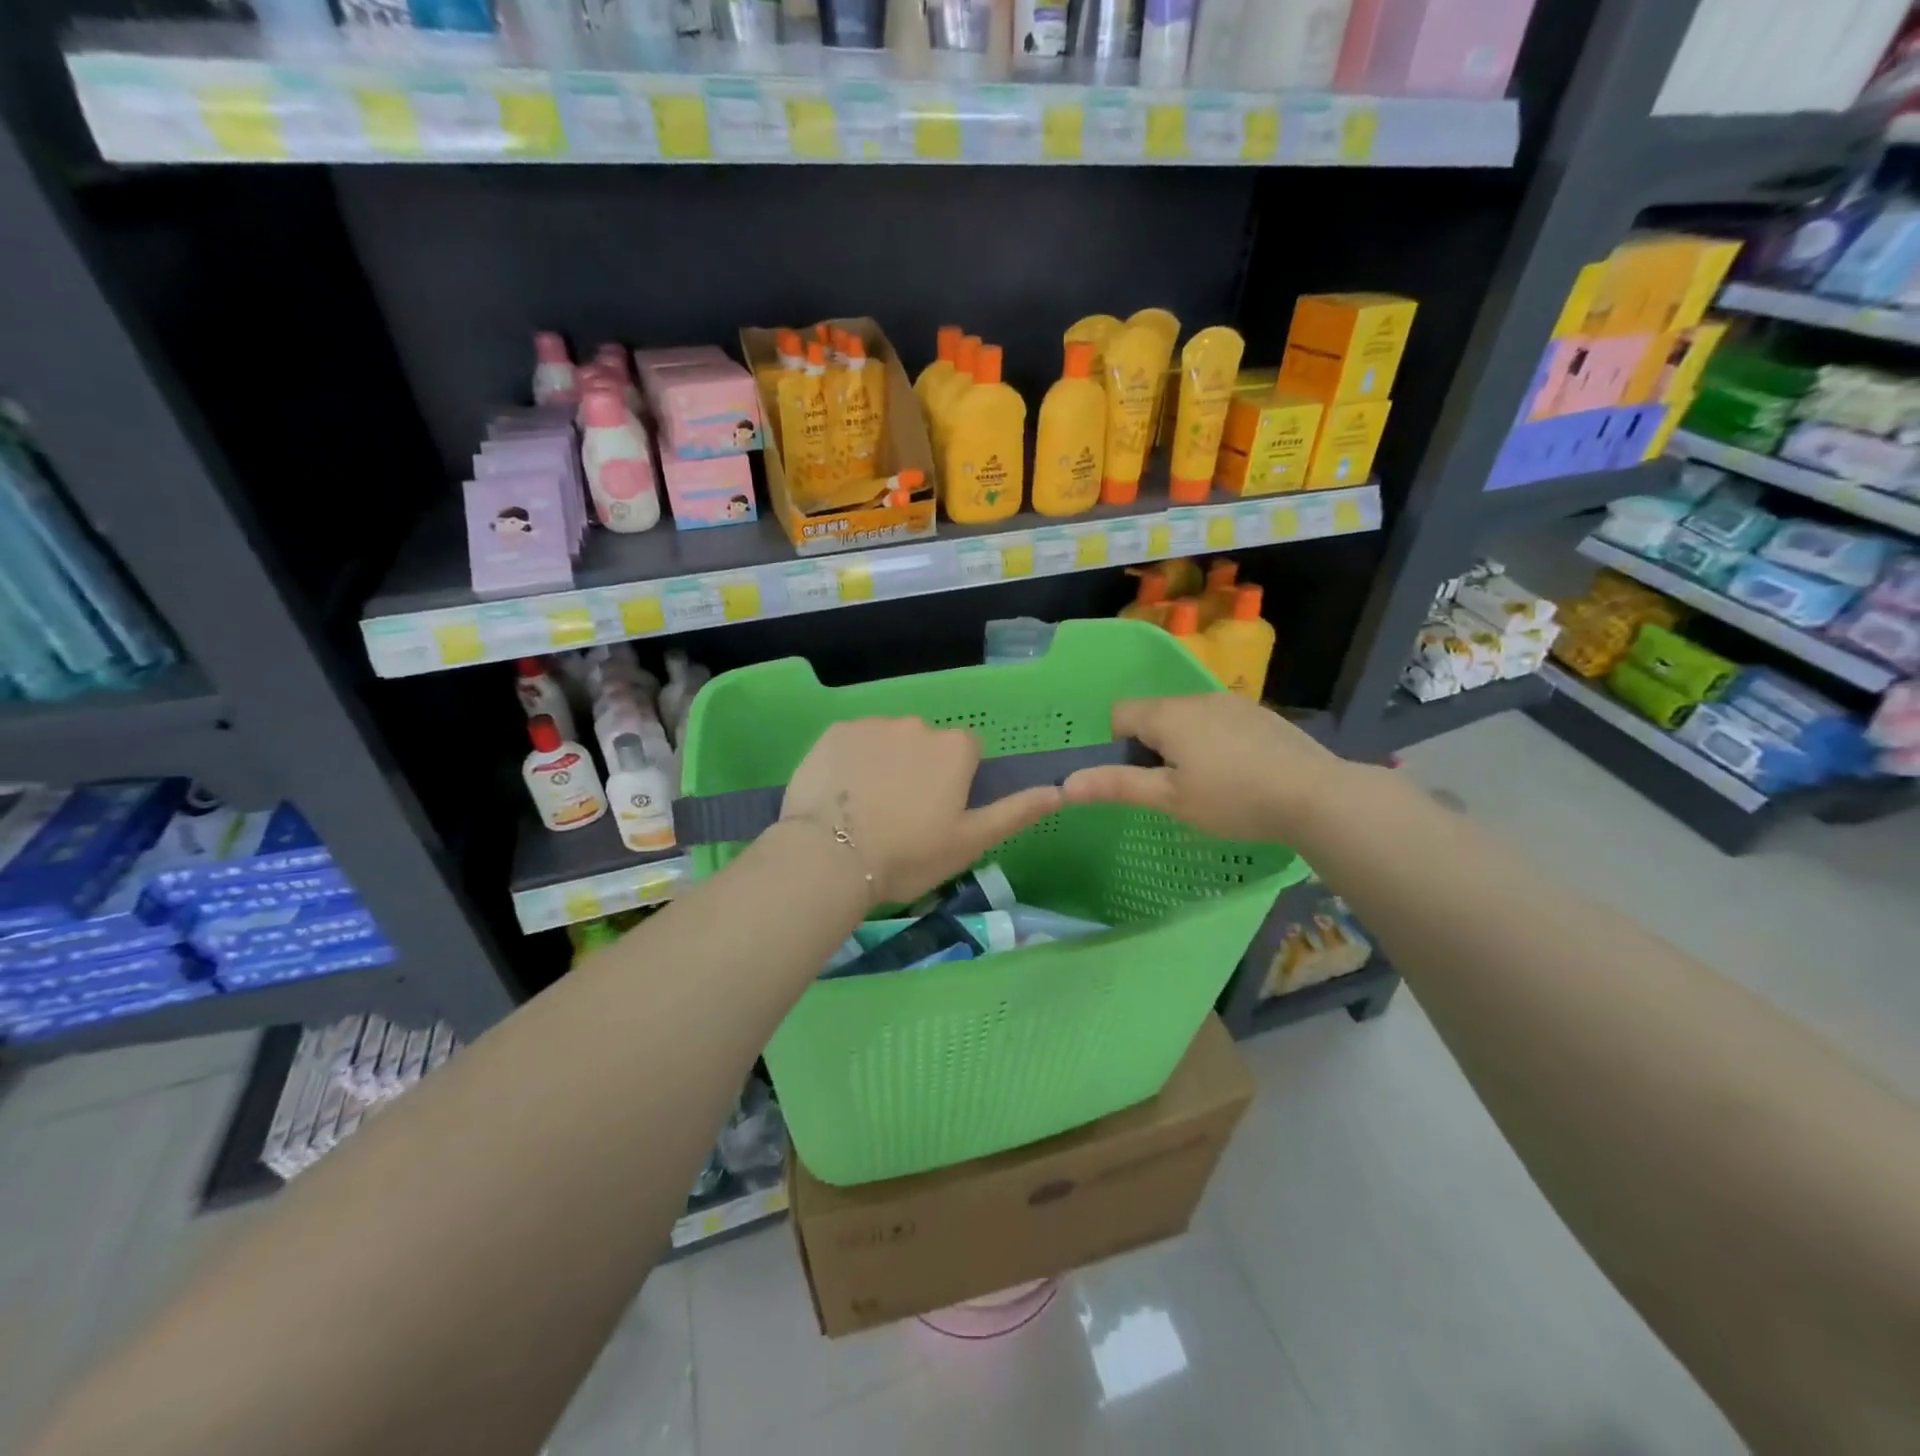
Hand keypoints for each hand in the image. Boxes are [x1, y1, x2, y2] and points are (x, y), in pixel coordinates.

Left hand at [781, 717, 1061, 906]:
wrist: (831, 857)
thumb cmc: (910, 854)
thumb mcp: (971, 841)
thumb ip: (1016, 811)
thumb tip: (1060, 790)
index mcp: (955, 748)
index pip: (966, 753)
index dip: (955, 783)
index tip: (938, 814)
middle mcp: (917, 724)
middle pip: (926, 744)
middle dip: (919, 770)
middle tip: (900, 816)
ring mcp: (872, 724)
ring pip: (888, 741)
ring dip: (884, 763)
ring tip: (866, 808)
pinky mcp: (834, 731)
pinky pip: (852, 742)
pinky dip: (851, 761)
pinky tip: (839, 795)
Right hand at [1061, 693, 1343, 842]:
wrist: (1317, 795)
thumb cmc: (1233, 799)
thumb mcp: (1170, 799)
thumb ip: (1117, 787)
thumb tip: (1065, 785)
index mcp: (1169, 715)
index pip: (1120, 713)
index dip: (1117, 744)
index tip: (1140, 777)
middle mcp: (1197, 698)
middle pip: (1154, 713)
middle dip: (1152, 745)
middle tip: (1171, 787)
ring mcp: (1232, 702)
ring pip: (1188, 716)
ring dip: (1184, 742)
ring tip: (1208, 782)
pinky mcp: (1260, 714)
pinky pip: (1219, 720)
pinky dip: (1215, 741)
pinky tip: (1239, 773)